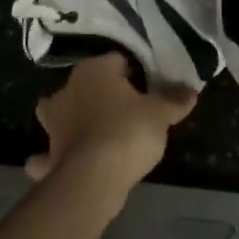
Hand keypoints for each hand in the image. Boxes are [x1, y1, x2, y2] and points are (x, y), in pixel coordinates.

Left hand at [25, 52, 195, 209]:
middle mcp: (68, 89)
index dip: (133, 73)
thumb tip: (191, 91)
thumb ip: (174, 100)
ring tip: (87, 132)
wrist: (94, 178)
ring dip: (67, 121)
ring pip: (57, 113)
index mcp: (94, 70)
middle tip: (121, 109)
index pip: (116, 61)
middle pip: (84, 84)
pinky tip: (59, 164)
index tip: (146, 88)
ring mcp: (53, 123)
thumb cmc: (128, 131)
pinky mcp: (49, 154)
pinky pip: (47, 154)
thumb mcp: (160, 114)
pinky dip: (49, 159)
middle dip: (96, 93)